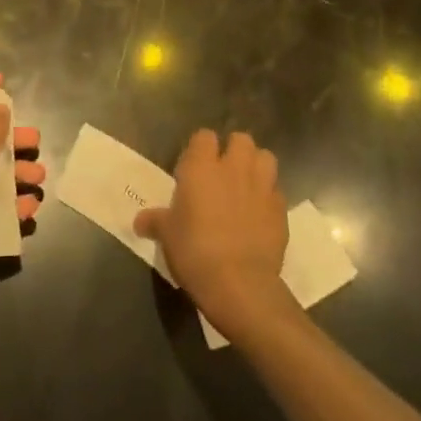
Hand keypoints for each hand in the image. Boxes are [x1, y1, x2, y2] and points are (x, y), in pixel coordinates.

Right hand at [135, 130, 291, 340]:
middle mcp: (234, 168)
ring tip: (247, 185)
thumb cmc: (195, 251)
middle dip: (235, 150)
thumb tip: (139, 221)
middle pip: (241, 139)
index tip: (194, 167)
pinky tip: (260, 215)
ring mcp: (261, 187)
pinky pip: (276, 192)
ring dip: (257, 166)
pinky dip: (269, 198)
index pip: (204, 136)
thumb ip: (155, 221)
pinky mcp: (281, 210)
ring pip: (265, 158)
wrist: (240, 284)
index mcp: (202, 166)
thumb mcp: (167, 236)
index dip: (200, 148)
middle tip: (224, 172)